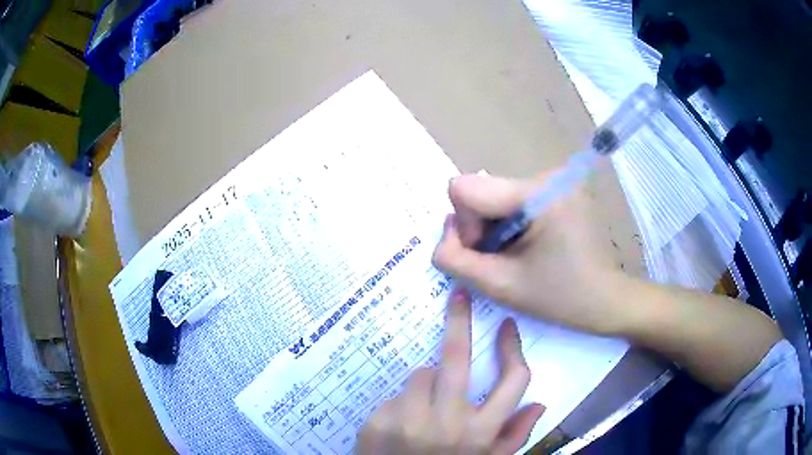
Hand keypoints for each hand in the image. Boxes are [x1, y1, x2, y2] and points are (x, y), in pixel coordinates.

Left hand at [357, 289, 544, 453]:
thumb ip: (514, 436)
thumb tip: (539, 404)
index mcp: (482, 432)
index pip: (512, 381)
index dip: (512, 349)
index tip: (506, 326)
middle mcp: (450, 423)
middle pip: (457, 358)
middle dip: (459, 321)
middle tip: (459, 297)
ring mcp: (412, 422)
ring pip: (422, 374)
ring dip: (426, 382)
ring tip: (423, 406)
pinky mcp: (381, 421)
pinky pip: (396, 394)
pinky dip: (401, 401)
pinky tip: (400, 423)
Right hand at [433, 172, 631, 335]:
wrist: (608, 300)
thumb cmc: (561, 297)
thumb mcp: (500, 285)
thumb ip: (455, 259)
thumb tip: (445, 233)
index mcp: (537, 192)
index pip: (465, 189)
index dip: (464, 227)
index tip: (488, 255)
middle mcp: (546, 176)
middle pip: (483, 192)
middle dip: (482, 231)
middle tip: (504, 263)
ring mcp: (556, 181)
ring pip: (497, 198)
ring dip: (496, 231)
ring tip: (520, 259)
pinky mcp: (560, 191)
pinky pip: (516, 201)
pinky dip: (512, 227)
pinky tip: (531, 249)